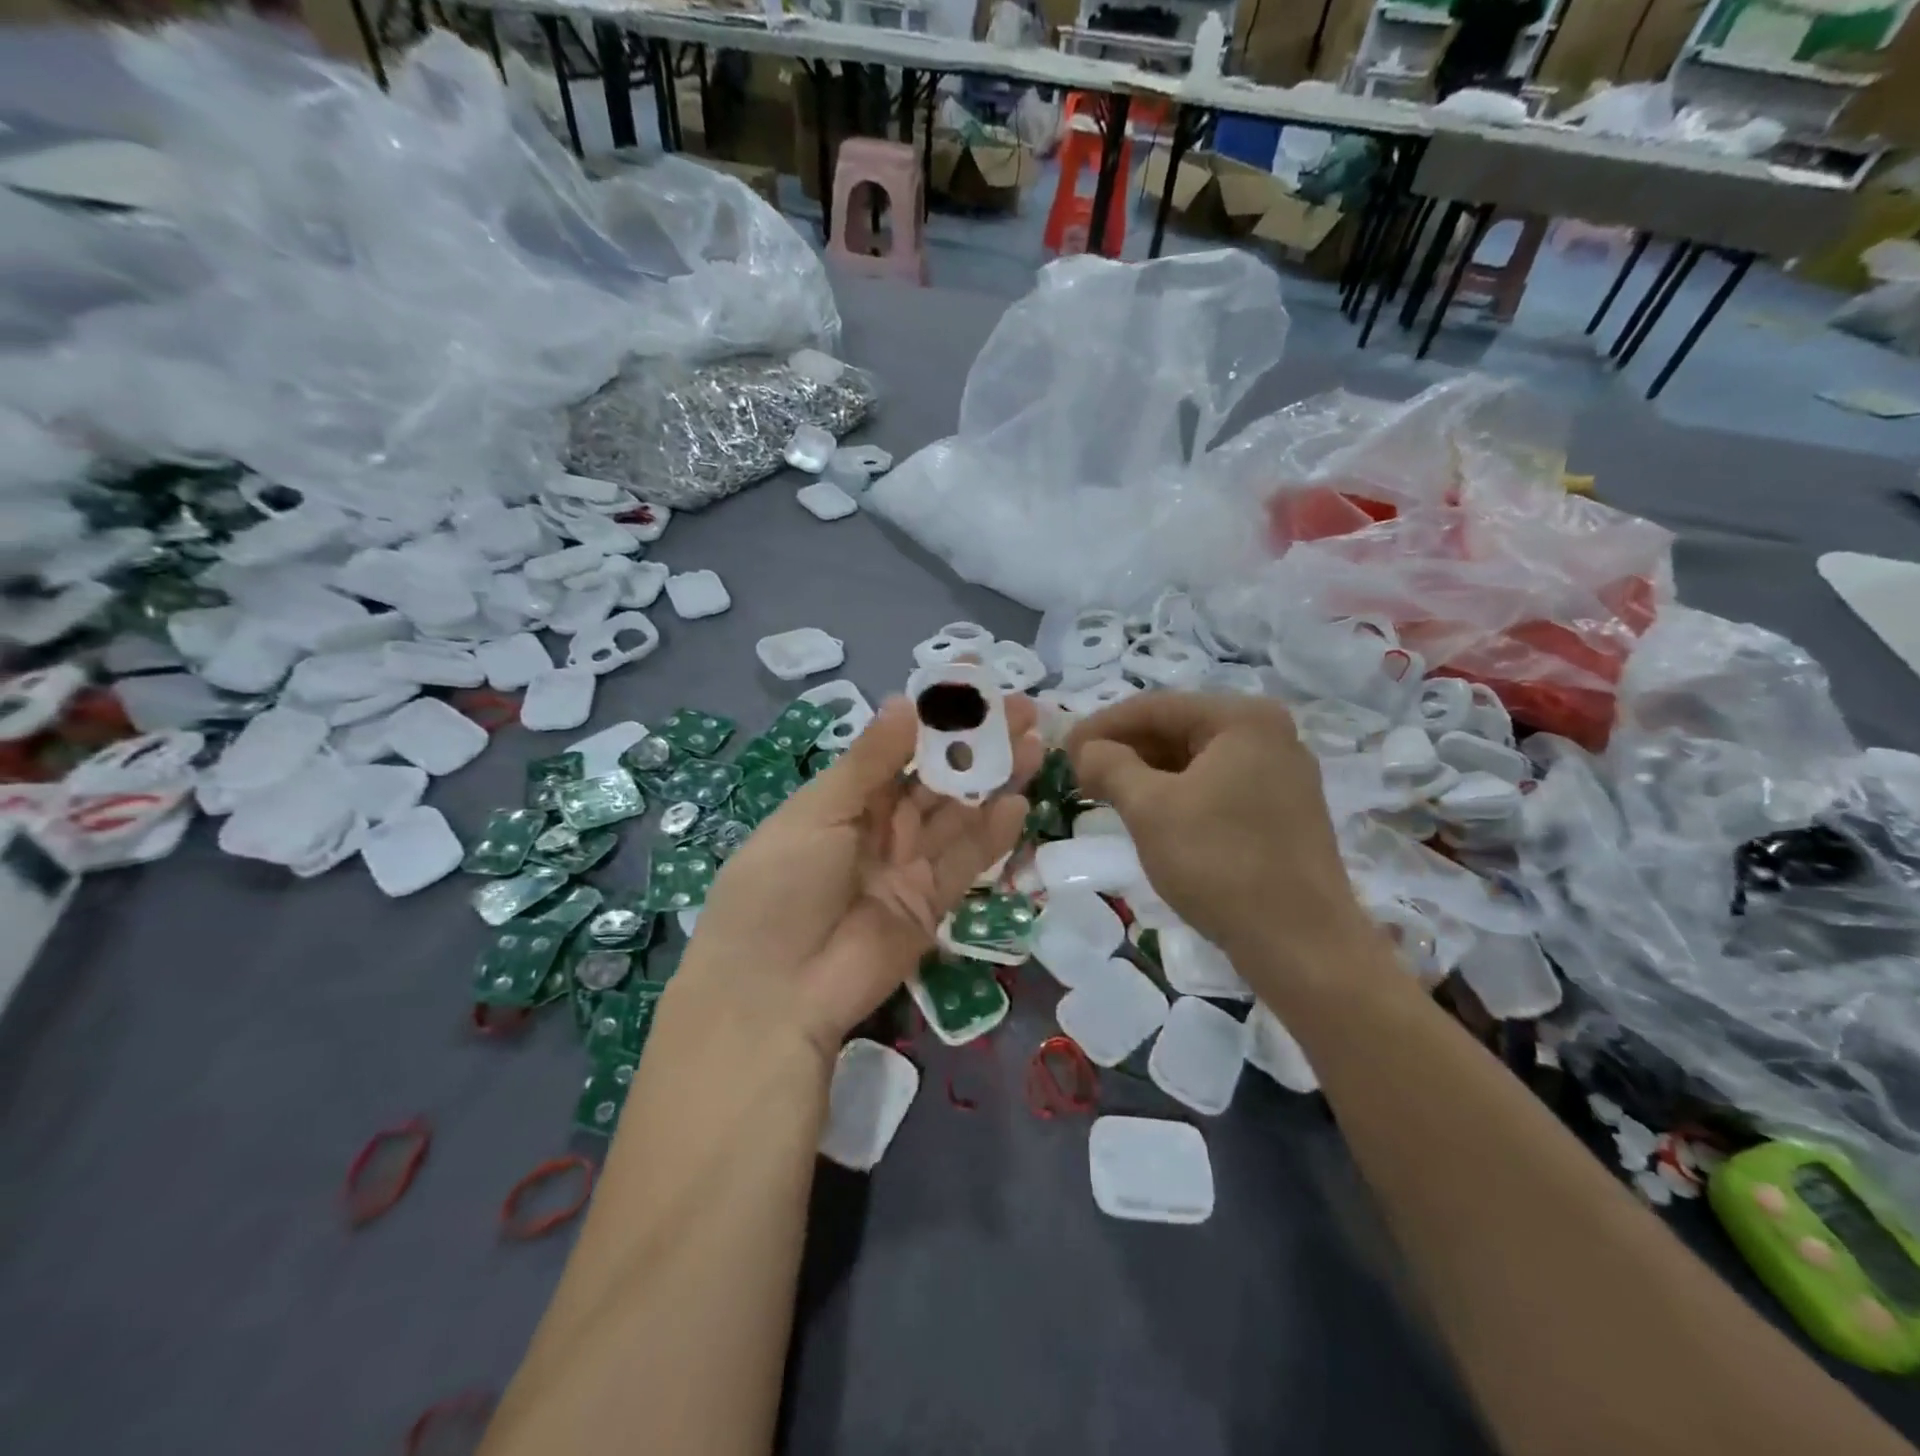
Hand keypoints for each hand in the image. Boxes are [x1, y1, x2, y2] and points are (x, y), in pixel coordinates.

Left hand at [679, 696, 1040, 1062]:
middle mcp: (881, 827)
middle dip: (978, 744)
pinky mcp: (932, 904)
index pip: (899, 747)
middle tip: (1025, 710)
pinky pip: (967, 862)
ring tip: (1034, 744)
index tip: (975, 682)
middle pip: (938, 777)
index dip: (937, 716)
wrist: (775, 992)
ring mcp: (908, 866)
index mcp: (845, 798)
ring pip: (960, 815)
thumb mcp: (818, 813)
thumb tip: (906, 702)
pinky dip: (993, 834)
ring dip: (995, 780)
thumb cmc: (780, 886)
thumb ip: (869, 762)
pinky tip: (1019, 803)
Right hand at [1066, 692, 1368, 972]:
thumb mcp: (1150, 808)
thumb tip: (1086, 750)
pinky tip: (1149, 813)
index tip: (1063, 750)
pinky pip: (1216, 786)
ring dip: (1147, 773)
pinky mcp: (1282, 811)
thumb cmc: (1220, 863)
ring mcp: (1281, 774)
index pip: (1156, 707)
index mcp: (1243, 719)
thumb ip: (1110, 766)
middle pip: (1178, 729)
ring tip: (1106, 793)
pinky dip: (1177, 793)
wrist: (1301, 944)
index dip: (1101, 726)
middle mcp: (1269, 734)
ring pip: (1196, 760)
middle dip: (1125, 749)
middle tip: (1079, 773)